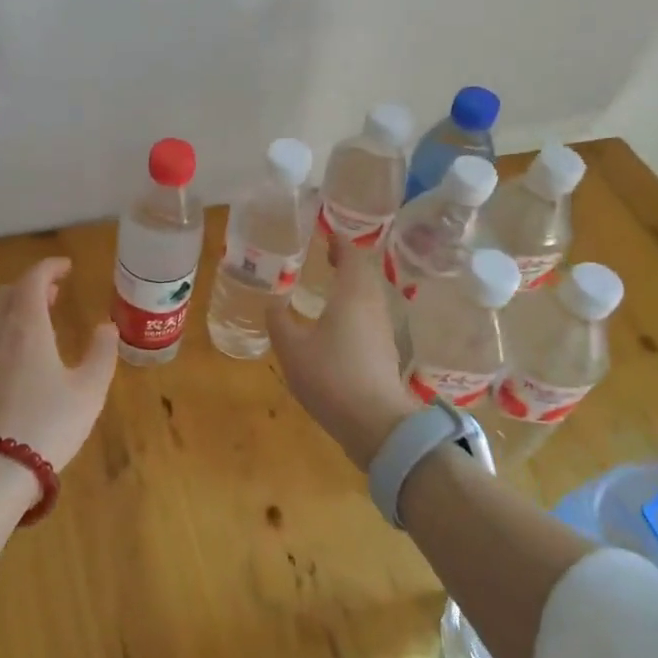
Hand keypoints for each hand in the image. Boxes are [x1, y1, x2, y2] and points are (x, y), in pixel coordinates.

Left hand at [0, 258, 118, 475]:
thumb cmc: (48, 425)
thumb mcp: (89, 391)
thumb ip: (101, 354)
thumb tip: (106, 327)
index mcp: (27, 326)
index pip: (33, 280)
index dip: (49, 268)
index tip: (67, 267)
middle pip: (8, 293)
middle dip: (31, 285)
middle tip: (55, 293)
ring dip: (15, 307)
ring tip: (39, 320)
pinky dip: (4, 329)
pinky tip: (19, 354)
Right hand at [267, 238, 416, 471]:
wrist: (376, 423)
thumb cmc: (331, 376)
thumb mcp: (292, 348)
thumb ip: (279, 321)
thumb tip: (272, 302)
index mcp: (352, 294)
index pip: (351, 255)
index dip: (339, 242)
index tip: (324, 234)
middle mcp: (373, 305)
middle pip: (364, 273)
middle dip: (345, 262)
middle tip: (323, 258)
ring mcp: (383, 329)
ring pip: (368, 296)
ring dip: (350, 286)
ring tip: (326, 288)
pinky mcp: (385, 351)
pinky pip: (369, 316)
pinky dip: (354, 309)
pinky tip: (336, 323)